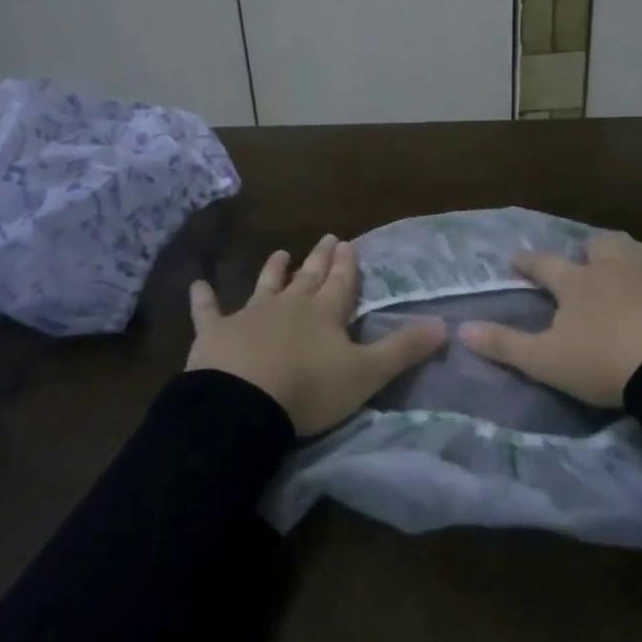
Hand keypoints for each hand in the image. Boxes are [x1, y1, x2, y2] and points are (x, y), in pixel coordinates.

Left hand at [187, 235, 447, 435]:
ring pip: (265, 286)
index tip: (349, 243)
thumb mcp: (366, 373)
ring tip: (281, 252)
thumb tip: (444, 325)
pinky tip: (196, 285)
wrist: (245, 403)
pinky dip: (203, 299)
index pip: (341, 283)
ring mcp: (250, 316)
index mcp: (324, 314)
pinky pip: (208, 311)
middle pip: (308, 278)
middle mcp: (289, 306)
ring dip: (274, 270)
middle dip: (319, 259)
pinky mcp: (215, 333)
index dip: (347, 265)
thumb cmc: (310, 389)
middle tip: (327, 237)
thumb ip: (403, 349)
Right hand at [458, 232, 641, 407]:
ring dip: (627, 259)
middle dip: (588, 252)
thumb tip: (461, 328)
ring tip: (629, 276)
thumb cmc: (604, 362)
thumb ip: (504, 344)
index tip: (516, 259)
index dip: (527, 262)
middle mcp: (612, 265)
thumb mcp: (546, 361)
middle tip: (587, 264)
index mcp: (576, 283)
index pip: (543, 265)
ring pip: (635, 251)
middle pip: (597, 246)